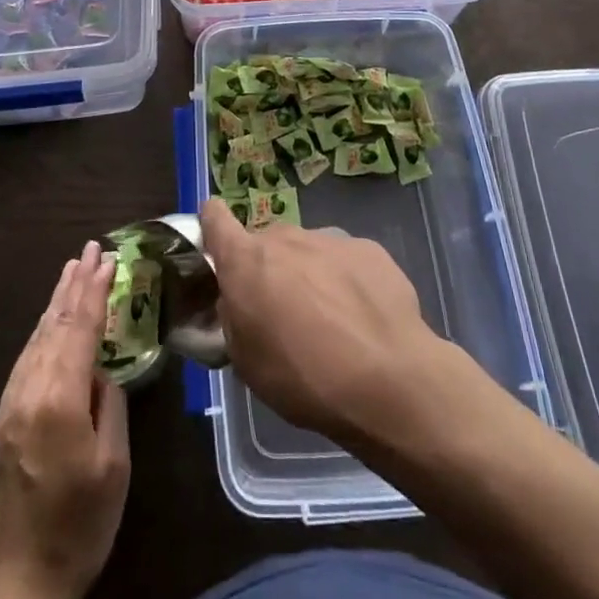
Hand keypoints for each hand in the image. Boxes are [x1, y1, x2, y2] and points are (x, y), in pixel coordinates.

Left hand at [0, 242, 129, 598]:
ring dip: (56, 303)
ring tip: (70, 272)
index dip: (94, 289)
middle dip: (74, 284)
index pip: (79, 327)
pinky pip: (26, 359)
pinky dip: (42, 332)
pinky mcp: (2, 421)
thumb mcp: (112, 466)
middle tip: (89, 250)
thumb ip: (109, 405)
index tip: (106, 257)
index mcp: (59, 398)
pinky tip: (49, 324)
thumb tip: (101, 370)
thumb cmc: (78, 527)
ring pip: (37, 338)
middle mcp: (29, 390)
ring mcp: (11, 405)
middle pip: (55, 324)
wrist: (15, 584)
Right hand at [198, 199, 446, 442]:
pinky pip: (346, 261)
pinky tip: (362, 319)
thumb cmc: (303, 377)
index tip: (216, 246)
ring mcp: (330, 239)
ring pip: (308, 251)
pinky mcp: (369, 249)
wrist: (387, 379)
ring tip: (330, 323)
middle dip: (269, 269)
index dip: (212, 226)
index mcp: (246, 261)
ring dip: (310, 275)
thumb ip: (232, 318)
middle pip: (267, 243)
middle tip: (282, 312)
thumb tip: (234, 301)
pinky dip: (347, 281)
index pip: (214, 219)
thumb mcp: (246, 362)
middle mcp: (285, 238)